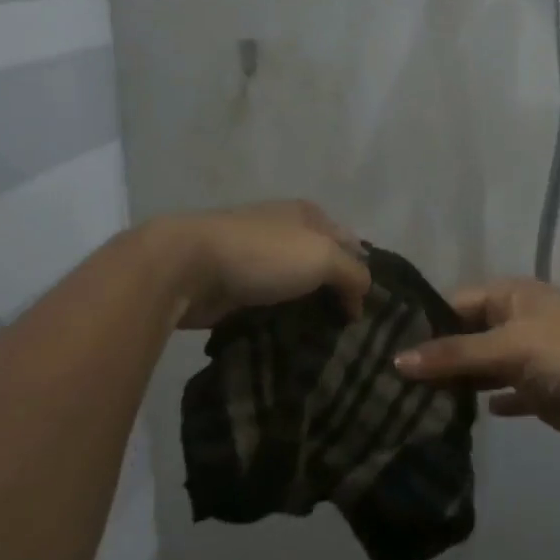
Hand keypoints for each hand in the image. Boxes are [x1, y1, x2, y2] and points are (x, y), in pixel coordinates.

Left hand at [147, 201, 370, 329]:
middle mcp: (284, 231)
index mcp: (308, 214)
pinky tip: (292, 344)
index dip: (363, 272)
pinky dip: (280, 322)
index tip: (370, 310)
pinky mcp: (234, 287)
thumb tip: (361, 298)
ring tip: (326, 345)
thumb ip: (353, 273)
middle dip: (336, 294)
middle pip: (322, 265)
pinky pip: (269, 306)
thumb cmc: (262, 254)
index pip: (350, 242)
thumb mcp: (323, 256)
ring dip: (307, 312)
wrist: (188, 267)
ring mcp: (256, 259)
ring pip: (294, 287)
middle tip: (351, 333)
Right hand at [394, 278, 559, 444]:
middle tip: (392, 380)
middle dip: (438, 355)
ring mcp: (531, 356)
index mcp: (511, 296)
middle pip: (467, 335)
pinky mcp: (543, 390)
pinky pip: (507, 391)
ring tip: (413, 400)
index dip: (424, 323)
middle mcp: (517, 320)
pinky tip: (462, 414)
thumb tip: (396, 360)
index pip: (454, 303)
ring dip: (460, 380)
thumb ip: (454, 355)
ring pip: (484, 365)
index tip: (384, 346)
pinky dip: (489, 400)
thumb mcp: (507, 348)